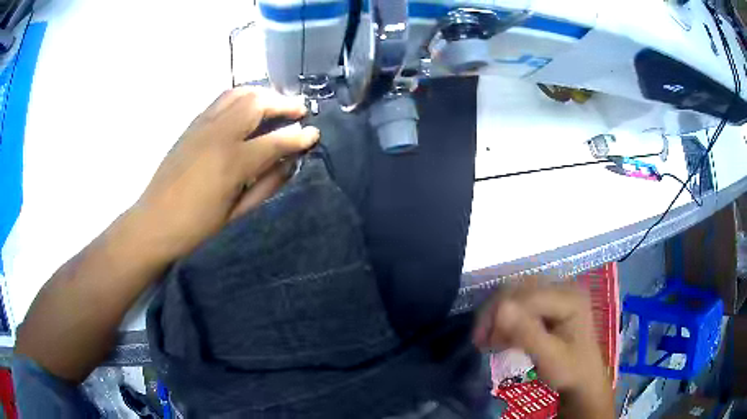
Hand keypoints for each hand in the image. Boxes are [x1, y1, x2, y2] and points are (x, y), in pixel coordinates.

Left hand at [131, 87, 319, 259]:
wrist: (154, 222)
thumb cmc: (197, 225)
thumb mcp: (236, 212)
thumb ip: (267, 184)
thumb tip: (290, 162)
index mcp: (232, 162)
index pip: (276, 140)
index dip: (299, 136)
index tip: (314, 133)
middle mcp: (219, 134)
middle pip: (258, 103)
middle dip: (284, 103)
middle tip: (299, 110)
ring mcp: (203, 124)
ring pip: (239, 93)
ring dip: (263, 94)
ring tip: (277, 103)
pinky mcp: (192, 124)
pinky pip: (222, 99)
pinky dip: (243, 96)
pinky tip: (249, 107)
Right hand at [473, 277, 612, 417]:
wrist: (583, 380)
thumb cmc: (571, 371)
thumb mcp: (550, 357)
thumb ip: (527, 333)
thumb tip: (500, 308)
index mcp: (570, 297)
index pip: (528, 295)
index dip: (501, 313)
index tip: (482, 340)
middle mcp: (564, 288)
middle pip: (520, 289)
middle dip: (496, 313)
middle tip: (481, 340)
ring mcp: (557, 294)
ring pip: (516, 294)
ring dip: (498, 316)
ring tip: (487, 340)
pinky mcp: (550, 304)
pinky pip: (520, 304)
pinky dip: (506, 320)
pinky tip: (499, 337)